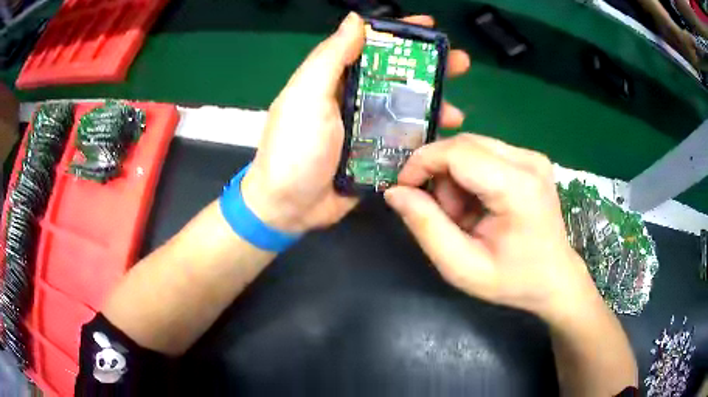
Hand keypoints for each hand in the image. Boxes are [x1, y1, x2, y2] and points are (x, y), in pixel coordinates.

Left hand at [242, 12, 470, 232]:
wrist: (288, 207)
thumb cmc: (293, 149)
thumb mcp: (307, 96)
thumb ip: (330, 57)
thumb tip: (356, 19)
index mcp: (333, 78)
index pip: (371, 45)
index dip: (400, 34)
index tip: (430, 26)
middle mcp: (352, 97)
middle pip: (396, 75)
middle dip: (430, 67)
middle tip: (460, 64)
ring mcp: (366, 127)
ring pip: (406, 107)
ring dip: (433, 105)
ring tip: (456, 113)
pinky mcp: (375, 154)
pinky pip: (405, 139)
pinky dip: (424, 135)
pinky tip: (442, 137)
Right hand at [384, 134, 596, 319]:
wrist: (555, 278)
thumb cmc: (513, 280)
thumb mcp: (462, 267)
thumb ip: (426, 227)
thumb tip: (395, 192)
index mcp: (518, 187)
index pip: (457, 152)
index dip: (422, 163)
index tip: (404, 189)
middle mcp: (528, 160)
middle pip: (463, 145)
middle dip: (440, 175)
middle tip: (443, 214)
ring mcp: (532, 157)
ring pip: (472, 148)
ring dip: (455, 178)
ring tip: (465, 217)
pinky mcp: (530, 159)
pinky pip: (485, 154)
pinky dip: (471, 177)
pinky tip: (479, 206)